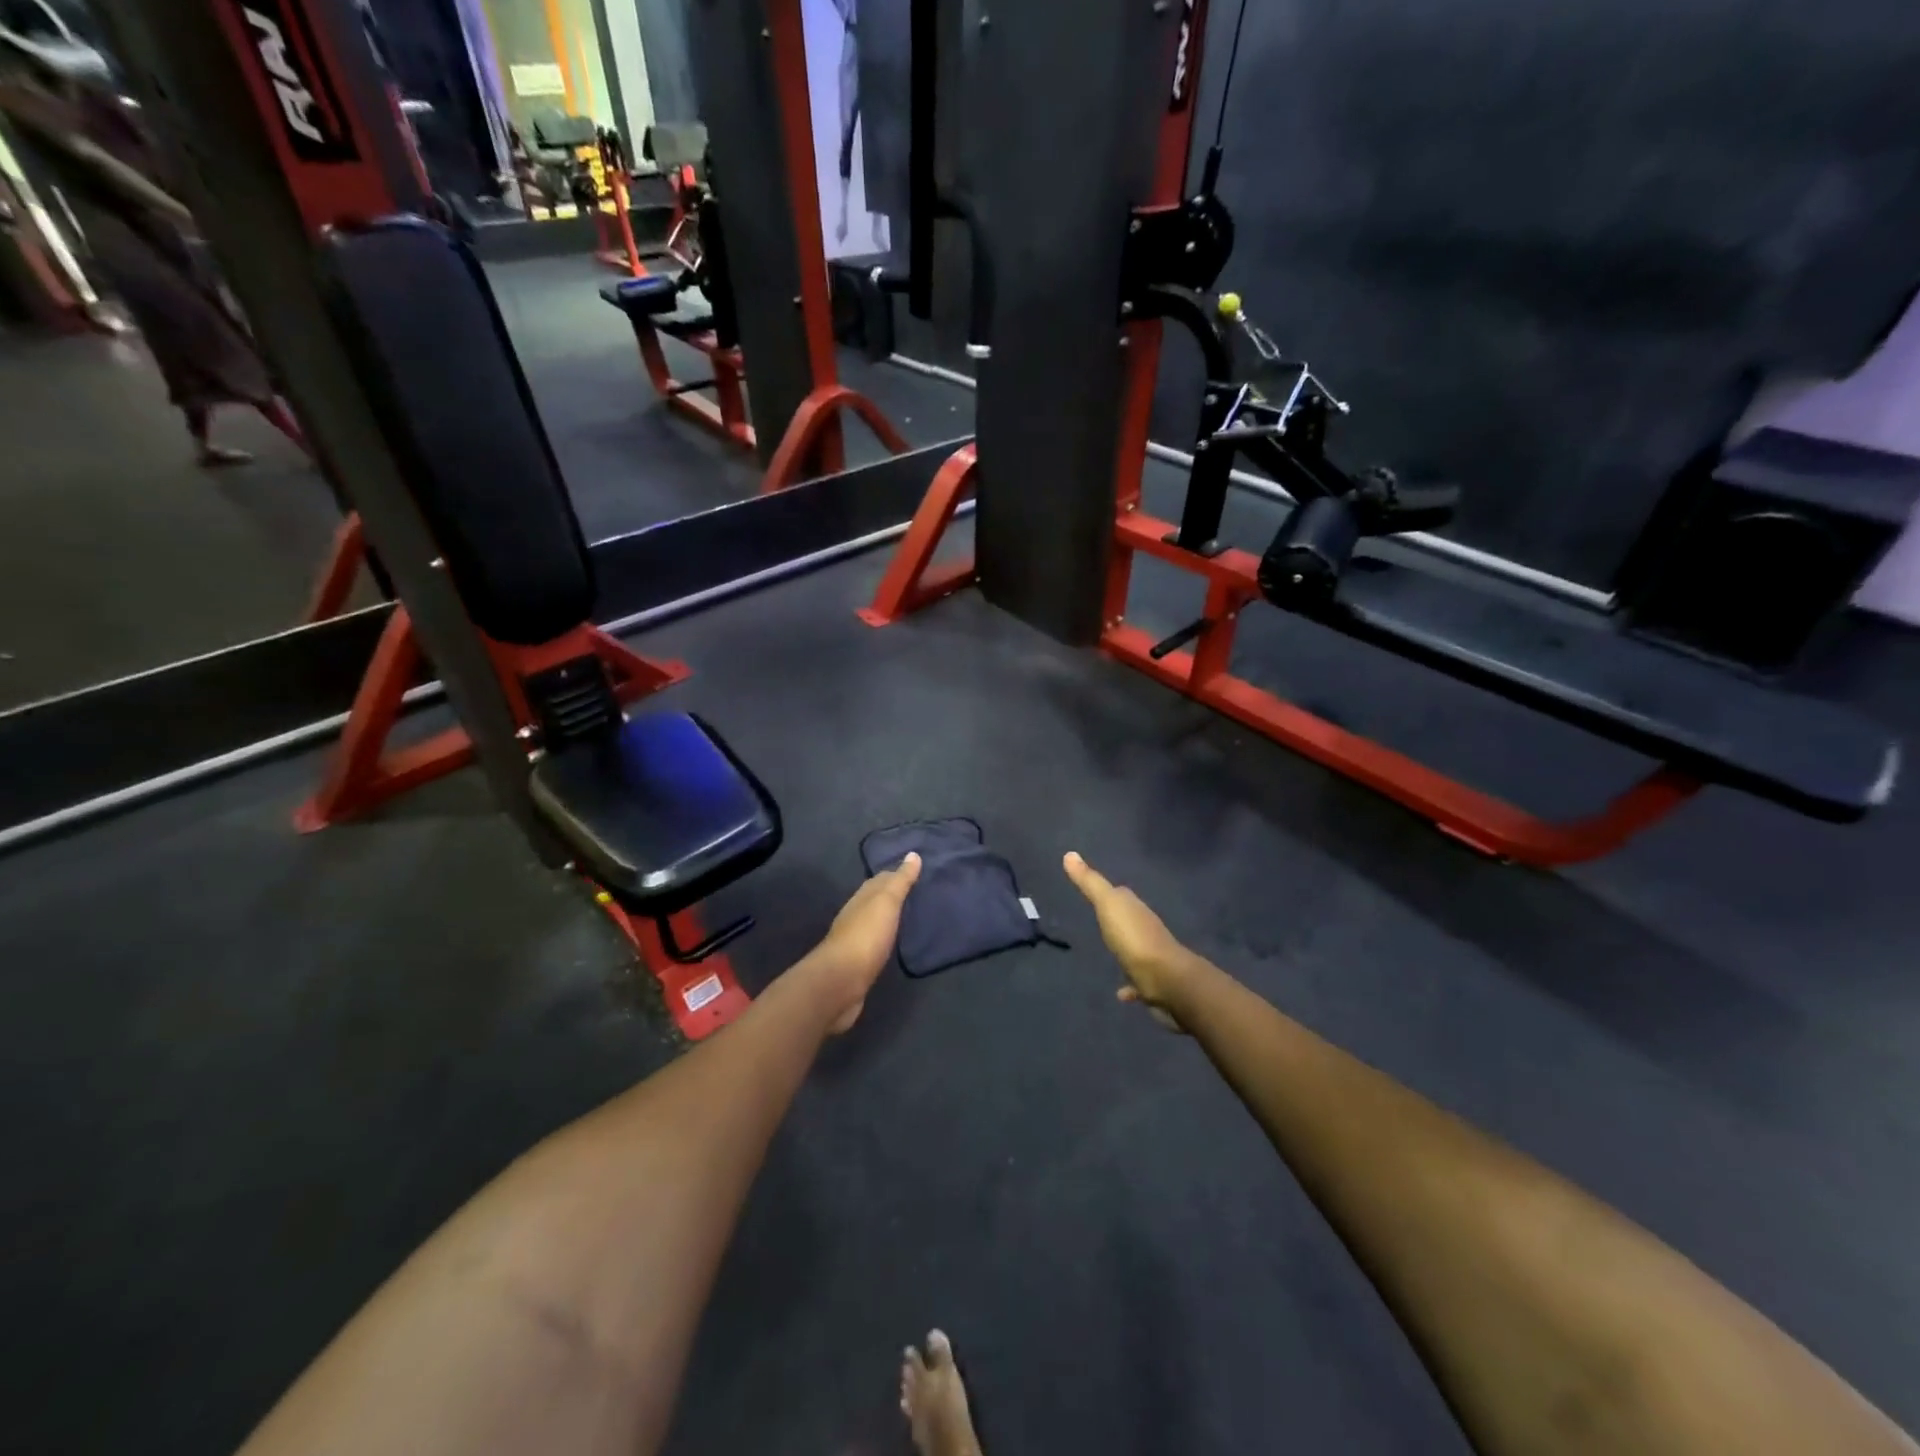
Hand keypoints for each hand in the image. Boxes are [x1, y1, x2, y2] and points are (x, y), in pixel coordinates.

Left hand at [809, 853, 921, 1032]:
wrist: (841, 982)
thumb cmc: (866, 937)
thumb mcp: (885, 903)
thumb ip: (900, 881)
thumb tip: (913, 854)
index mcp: (861, 899)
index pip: (880, 880)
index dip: (897, 874)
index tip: (917, 870)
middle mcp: (855, 916)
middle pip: (875, 900)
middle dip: (893, 895)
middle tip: (919, 892)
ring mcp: (855, 941)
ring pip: (875, 922)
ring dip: (889, 918)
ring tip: (912, 917)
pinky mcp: (858, 964)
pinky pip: (876, 944)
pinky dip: (886, 939)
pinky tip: (896, 943)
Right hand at [1063, 852, 1198, 1030]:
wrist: (1167, 980)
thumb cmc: (1134, 939)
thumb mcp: (1108, 905)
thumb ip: (1090, 882)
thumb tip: (1069, 854)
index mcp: (1135, 909)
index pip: (1122, 895)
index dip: (1109, 892)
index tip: (1095, 891)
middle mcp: (1146, 929)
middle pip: (1129, 920)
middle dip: (1117, 919)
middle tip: (1100, 920)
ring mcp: (1151, 957)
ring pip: (1135, 949)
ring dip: (1125, 949)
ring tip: (1110, 954)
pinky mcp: (1153, 983)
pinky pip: (1138, 982)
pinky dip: (1130, 985)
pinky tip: (1120, 993)